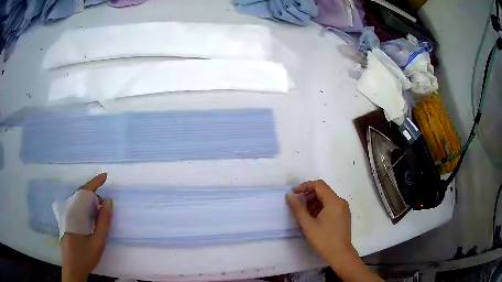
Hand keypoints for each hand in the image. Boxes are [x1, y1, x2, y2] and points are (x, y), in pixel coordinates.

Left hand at [62, 173, 112, 281]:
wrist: (73, 268)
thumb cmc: (85, 256)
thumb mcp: (98, 241)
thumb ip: (103, 222)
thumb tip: (109, 202)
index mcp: (74, 213)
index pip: (84, 192)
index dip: (95, 183)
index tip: (105, 176)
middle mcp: (68, 211)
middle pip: (80, 194)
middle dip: (94, 194)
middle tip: (105, 204)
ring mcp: (65, 216)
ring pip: (78, 201)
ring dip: (89, 201)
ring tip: (100, 210)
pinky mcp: (66, 221)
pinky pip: (76, 208)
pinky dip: (85, 207)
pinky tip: (91, 216)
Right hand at [286, 180, 382, 281]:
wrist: (340, 254)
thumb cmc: (324, 239)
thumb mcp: (308, 224)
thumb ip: (298, 208)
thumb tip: (289, 195)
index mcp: (334, 201)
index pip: (319, 185)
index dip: (305, 186)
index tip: (294, 194)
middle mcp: (340, 201)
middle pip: (323, 191)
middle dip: (309, 196)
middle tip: (298, 207)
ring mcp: (343, 208)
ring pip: (326, 199)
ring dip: (314, 203)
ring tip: (305, 216)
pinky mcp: (343, 215)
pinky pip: (331, 206)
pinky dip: (321, 208)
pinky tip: (314, 220)